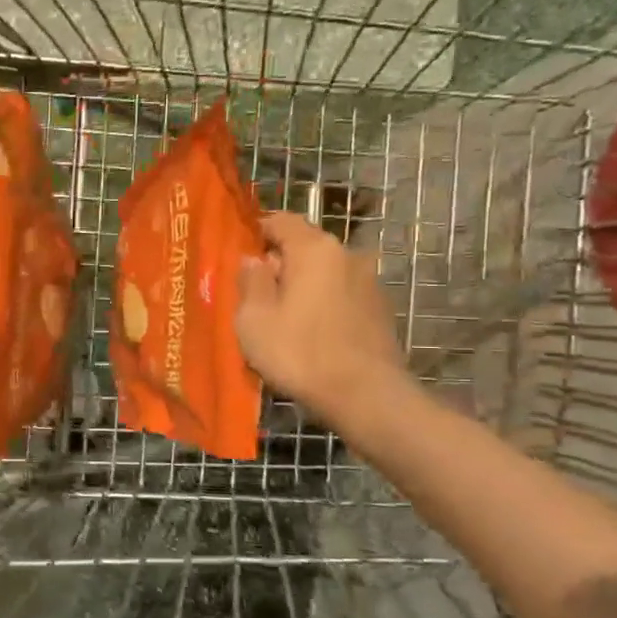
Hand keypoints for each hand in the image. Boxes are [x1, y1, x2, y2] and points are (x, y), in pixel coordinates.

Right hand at [235, 213, 408, 423]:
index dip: (256, 231)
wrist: (367, 397)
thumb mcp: (254, 319)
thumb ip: (250, 282)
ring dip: (300, 287)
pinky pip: (339, 295)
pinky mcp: (379, 310)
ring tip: (279, 318)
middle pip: (304, 247)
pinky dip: (321, 305)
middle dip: (278, 263)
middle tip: (252, 292)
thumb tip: (253, 260)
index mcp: (315, 249)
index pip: (281, 220)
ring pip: (323, 273)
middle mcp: (347, 255)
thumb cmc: (300, 353)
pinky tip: (308, 334)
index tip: (236, 252)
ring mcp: (369, 282)